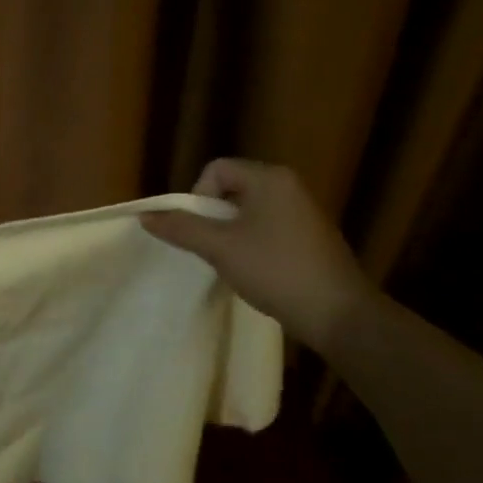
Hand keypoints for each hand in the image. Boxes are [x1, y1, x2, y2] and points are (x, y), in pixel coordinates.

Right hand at [140, 158, 375, 351]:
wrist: (337, 312)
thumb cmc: (274, 270)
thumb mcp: (220, 248)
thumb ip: (181, 228)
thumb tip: (145, 215)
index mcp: (270, 179)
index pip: (217, 170)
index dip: (198, 196)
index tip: (199, 230)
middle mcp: (289, 187)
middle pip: (231, 188)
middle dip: (212, 217)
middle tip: (209, 247)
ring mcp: (302, 212)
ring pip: (247, 211)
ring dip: (229, 233)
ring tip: (229, 261)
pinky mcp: (309, 236)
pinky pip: (266, 227)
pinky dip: (250, 243)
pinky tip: (253, 270)